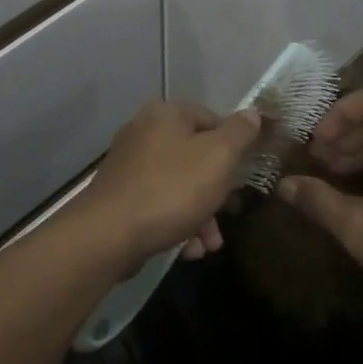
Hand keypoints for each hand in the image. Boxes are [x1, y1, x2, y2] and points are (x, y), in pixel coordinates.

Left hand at [81, 101, 262, 263]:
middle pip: (195, 157)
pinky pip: (159, 205)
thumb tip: (253, 113)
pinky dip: (177, 224)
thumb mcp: (218, 157)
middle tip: (231, 213)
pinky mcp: (121, 198)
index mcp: (166, 114)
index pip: (212, 118)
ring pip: (179, 186)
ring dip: (201, 216)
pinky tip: (188, 250)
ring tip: (210, 245)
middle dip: (217, 191)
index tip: (245, 174)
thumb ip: (239, 134)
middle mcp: (144, 133)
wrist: (109, 234)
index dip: (234, 145)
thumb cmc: (171, 188)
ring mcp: (129, 166)